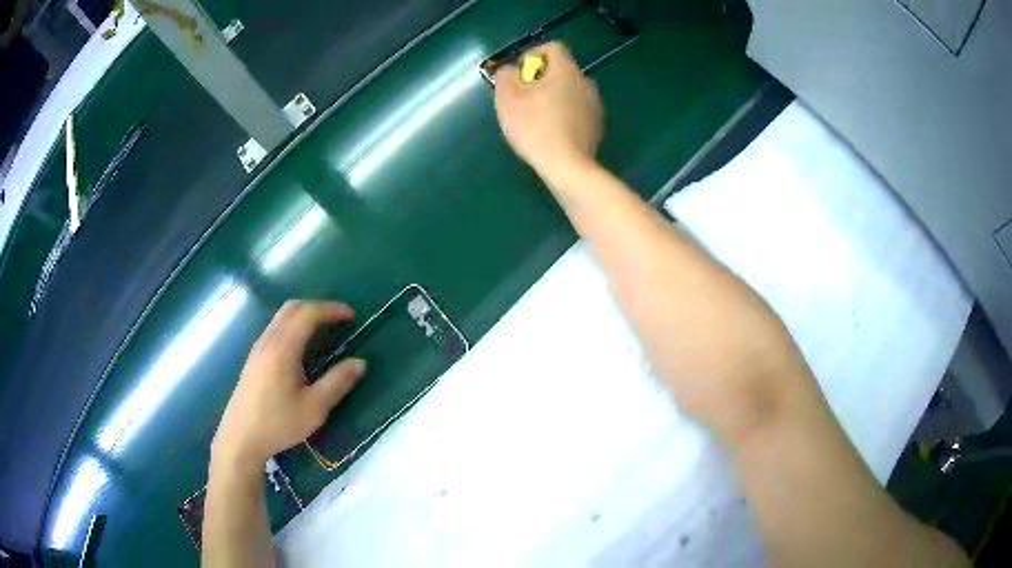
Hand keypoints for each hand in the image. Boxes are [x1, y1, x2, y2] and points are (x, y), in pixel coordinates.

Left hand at [211, 300, 365, 472]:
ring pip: (281, 317)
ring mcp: (258, 348)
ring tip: (324, 329)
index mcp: (283, 348)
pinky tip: (301, 347)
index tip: (352, 315)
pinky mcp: (253, 358)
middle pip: (292, 307)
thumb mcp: (314, 408)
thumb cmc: (278, 424)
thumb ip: (337, 382)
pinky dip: (293, 325)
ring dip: (304, 314)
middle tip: (339, 319)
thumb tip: (360, 362)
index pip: (308, 313)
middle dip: (318, 307)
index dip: (331, 309)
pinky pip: (275, 328)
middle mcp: (268, 340)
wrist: (240, 439)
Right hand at [494, 42, 601, 180]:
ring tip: (535, 115)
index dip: (532, 55)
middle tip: (522, 96)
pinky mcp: (597, 125)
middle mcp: (585, 81)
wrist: (568, 166)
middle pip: (561, 70)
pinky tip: (551, 131)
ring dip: (552, 95)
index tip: (518, 73)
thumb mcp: (507, 99)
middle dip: (540, 78)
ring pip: (569, 90)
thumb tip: (510, 71)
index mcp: (566, 70)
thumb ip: (505, 76)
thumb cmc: (535, 127)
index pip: (552, 48)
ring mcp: (595, 104)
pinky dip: (563, 112)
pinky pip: (576, 109)